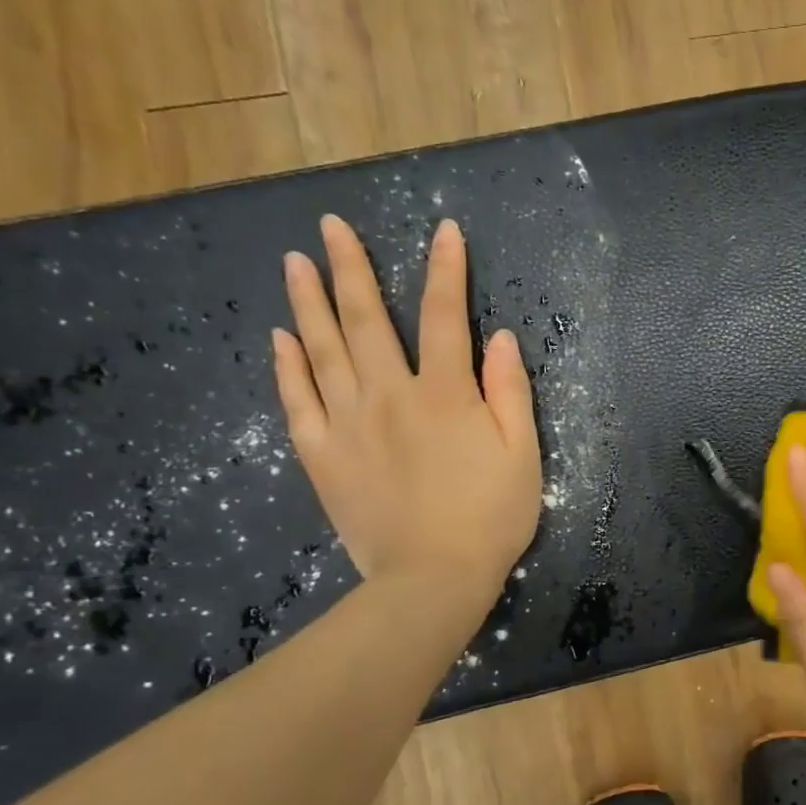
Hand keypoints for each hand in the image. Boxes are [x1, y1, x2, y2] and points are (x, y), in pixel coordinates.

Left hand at [273, 215, 539, 604]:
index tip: (444, 230)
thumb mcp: (523, 456)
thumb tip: (500, 338)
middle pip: (366, 319)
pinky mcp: (322, 455)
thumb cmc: (491, 518)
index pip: (445, 316)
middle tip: (331, 225)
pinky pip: (298, 400)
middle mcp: (390, 396)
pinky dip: (289, 366)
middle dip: (352, 267)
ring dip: (308, 301)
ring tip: (295, 261)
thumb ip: (510, 393)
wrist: (433, 578)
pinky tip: (281, 337)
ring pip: (323, 349)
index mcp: (447, 395)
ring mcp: (348, 423)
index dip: (446, 270)